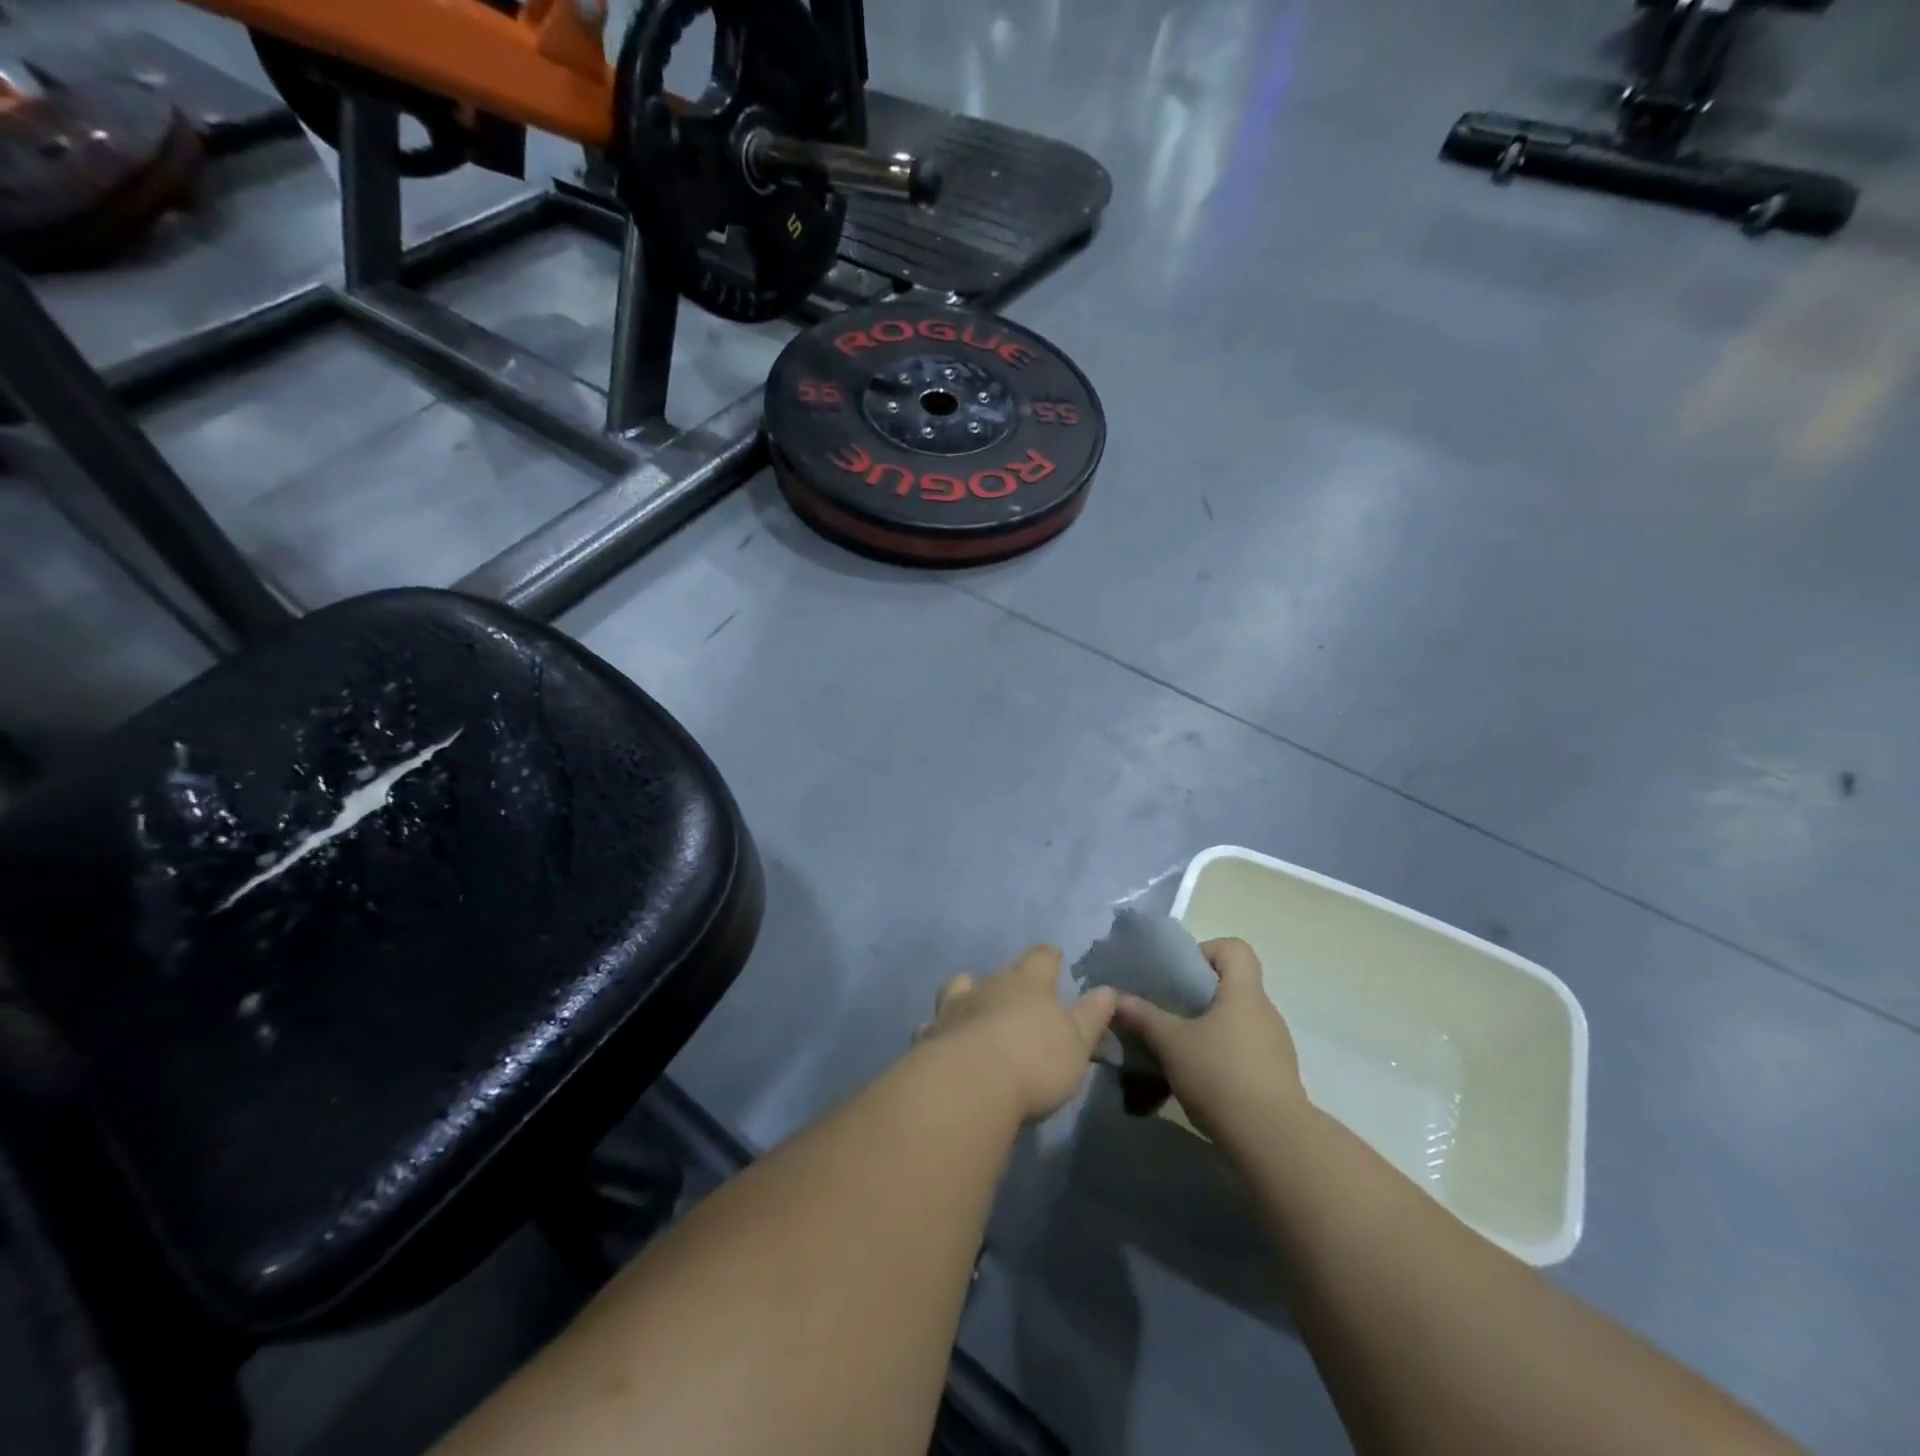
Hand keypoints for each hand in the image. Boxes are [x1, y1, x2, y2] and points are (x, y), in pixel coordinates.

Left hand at [915, 946, 1117, 1124]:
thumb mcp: (1076, 1043)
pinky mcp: (931, 1035)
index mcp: (1029, 984)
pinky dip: (937, 1027)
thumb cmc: (1035, 1061)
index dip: (1048, 956)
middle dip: (1009, 978)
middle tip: (1016, 986)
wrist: (971, 1084)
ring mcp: (955, 1008)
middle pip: (1001, 972)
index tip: (1053, 953)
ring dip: (966, 992)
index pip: (1041, 958)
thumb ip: (1091, 1016)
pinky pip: (932, 1025)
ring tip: (969, 998)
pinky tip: (936, 1035)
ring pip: (959, 989)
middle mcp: (989, 987)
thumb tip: (1107, 989)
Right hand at [1113, 938, 1308, 1148]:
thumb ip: (1143, 1017)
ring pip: (1239, 1022)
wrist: (1273, 1141)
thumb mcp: (1171, 1043)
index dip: (1207, 951)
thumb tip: (1115, 997)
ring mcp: (1276, 1046)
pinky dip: (1225, 1057)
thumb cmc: (1220, 1075)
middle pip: (1234, 986)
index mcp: (1244, 992)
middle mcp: (1266, 1012)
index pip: (1234, 948)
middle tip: (1170, 1014)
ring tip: (1182, 1052)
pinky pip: (1247, 1052)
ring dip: (1212, 1030)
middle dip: (1200, 997)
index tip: (1180, 976)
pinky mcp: (1278, 1077)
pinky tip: (1203, 1081)